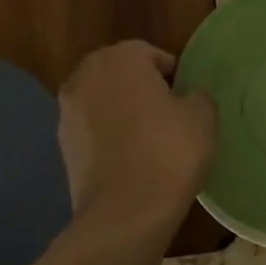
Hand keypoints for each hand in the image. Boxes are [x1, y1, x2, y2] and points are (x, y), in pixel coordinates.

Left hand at [59, 41, 215, 228]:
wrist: (125, 211)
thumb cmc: (169, 153)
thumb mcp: (203, 118)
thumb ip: (198, 96)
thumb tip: (189, 98)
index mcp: (121, 60)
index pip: (148, 53)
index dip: (170, 71)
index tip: (185, 95)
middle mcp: (87, 76)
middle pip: (117, 70)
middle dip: (138, 84)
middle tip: (166, 110)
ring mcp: (68, 110)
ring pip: (100, 98)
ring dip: (119, 107)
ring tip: (145, 133)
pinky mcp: (62, 144)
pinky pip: (90, 127)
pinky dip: (105, 133)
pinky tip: (127, 155)